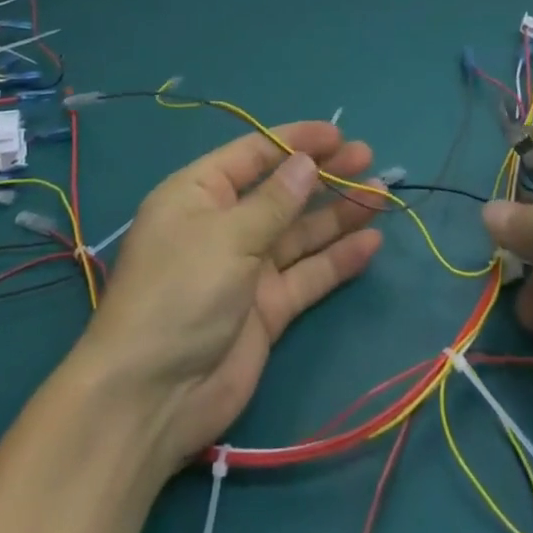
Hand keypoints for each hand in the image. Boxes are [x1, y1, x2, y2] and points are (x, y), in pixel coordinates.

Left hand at [76, 121, 384, 471]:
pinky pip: (307, 274)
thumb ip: (274, 201)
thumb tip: (307, 163)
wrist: (152, 397)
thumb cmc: (180, 293)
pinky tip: (370, 244)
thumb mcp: (227, 236)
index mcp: (200, 193)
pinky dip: (337, 259)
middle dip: (324, 175)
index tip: (338, 135)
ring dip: (338, 213)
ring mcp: (247, 267)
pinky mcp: (266, 308)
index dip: (296, 141)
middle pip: (282, 190)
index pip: (254, 154)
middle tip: (369, 160)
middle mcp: (225, 224)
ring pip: (300, 231)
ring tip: (380, 196)